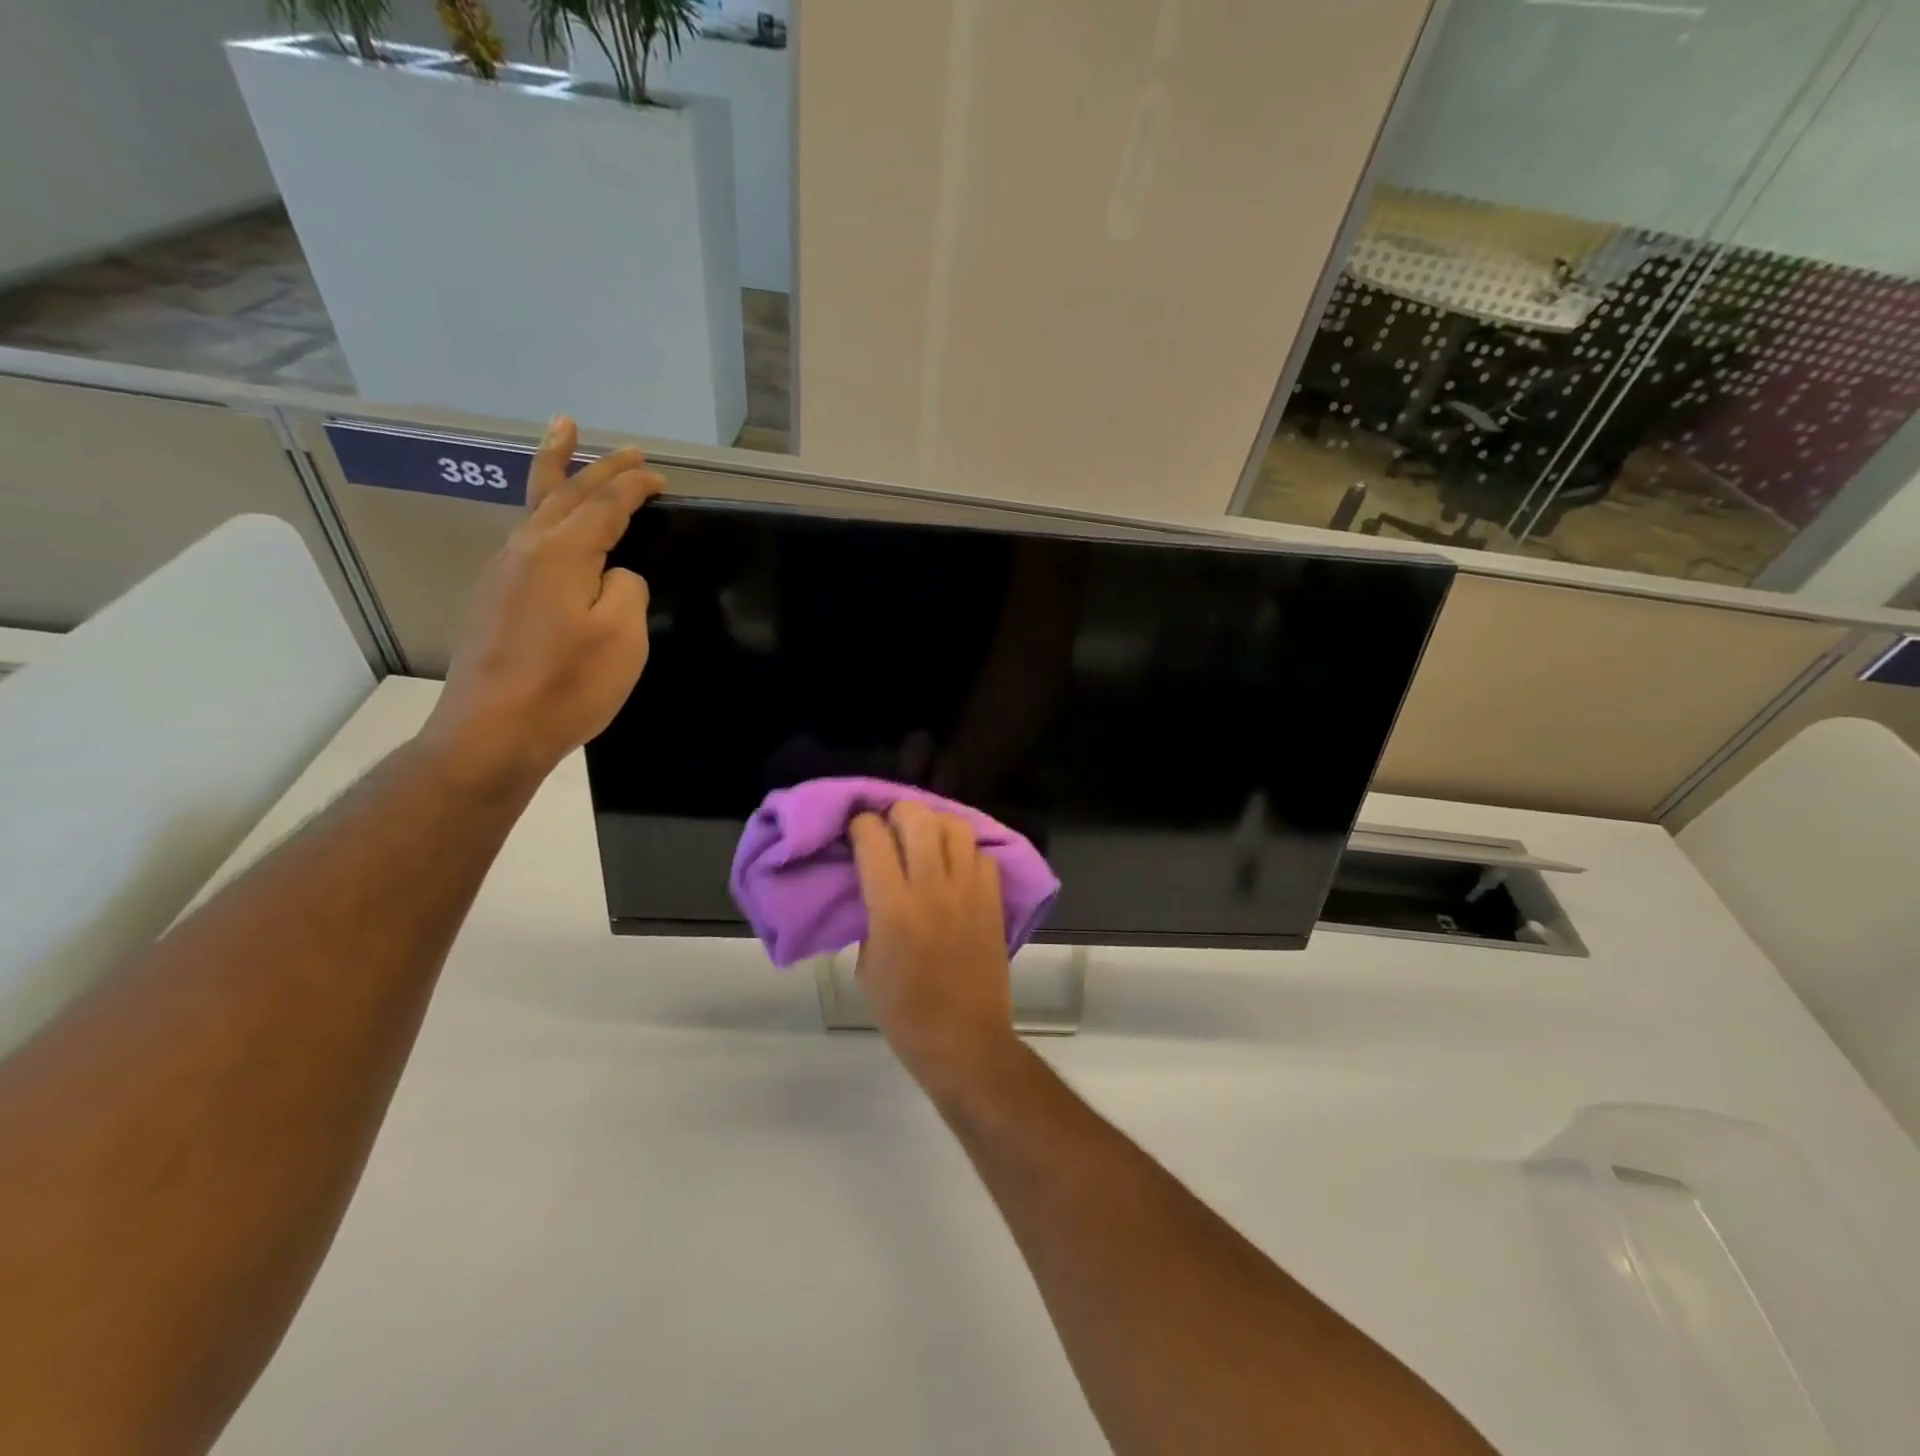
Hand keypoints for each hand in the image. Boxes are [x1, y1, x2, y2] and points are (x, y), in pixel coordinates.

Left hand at [422, 416, 663, 792]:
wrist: (493, 732)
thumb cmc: (568, 684)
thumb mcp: (621, 636)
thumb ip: (627, 590)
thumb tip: (614, 576)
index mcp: (560, 553)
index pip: (604, 505)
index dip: (633, 487)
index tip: (659, 476)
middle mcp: (525, 550)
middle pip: (564, 492)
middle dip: (596, 465)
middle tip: (623, 446)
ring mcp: (502, 573)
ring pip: (534, 507)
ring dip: (556, 472)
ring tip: (562, 440)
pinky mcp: (494, 598)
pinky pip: (525, 535)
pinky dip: (543, 510)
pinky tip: (549, 519)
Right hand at [850, 803, 1016, 1094]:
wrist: (964, 1041)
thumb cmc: (905, 1013)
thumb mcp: (867, 966)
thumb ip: (871, 918)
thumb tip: (877, 888)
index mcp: (893, 908)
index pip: (873, 839)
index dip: (861, 825)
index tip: (857, 830)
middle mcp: (933, 888)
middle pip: (918, 818)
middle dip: (898, 812)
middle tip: (891, 827)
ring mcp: (969, 892)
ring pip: (956, 827)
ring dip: (936, 825)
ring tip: (926, 841)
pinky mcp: (994, 901)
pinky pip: (982, 855)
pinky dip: (966, 853)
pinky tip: (955, 868)